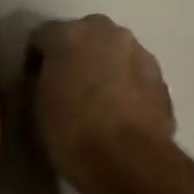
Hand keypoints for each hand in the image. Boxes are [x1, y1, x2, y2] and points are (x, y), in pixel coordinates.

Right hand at [28, 15, 174, 192]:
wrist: (129, 161)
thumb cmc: (71, 132)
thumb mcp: (37, 107)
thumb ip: (39, 82)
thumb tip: (46, 80)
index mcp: (68, 35)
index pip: (41, 36)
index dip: (34, 60)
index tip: (33, 83)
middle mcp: (105, 32)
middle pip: (82, 35)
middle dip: (73, 55)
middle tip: (65, 85)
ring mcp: (138, 52)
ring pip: (112, 52)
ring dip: (102, 67)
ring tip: (96, 100)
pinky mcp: (160, 77)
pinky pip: (133, 73)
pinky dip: (125, 84)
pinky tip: (119, 112)